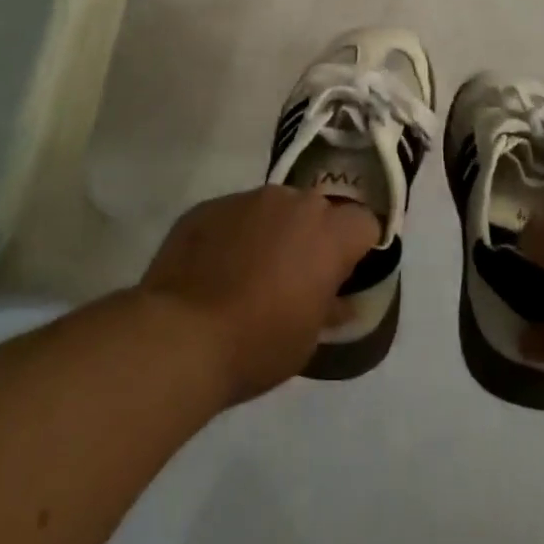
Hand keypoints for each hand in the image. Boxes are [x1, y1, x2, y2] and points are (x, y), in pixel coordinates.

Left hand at [139, 186, 379, 405]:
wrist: (180, 335)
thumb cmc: (257, 344)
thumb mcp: (307, 339)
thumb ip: (330, 307)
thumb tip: (340, 300)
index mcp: (328, 232)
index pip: (363, 222)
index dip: (358, 246)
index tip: (344, 273)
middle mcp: (292, 202)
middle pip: (317, 209)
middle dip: (313, 235)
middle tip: (297, 274)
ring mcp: (247, 199)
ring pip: (273, 207)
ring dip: (272, 230)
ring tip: (249, 270)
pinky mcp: (208, 205)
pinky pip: (234, 214)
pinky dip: (233, 234)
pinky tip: (215, 269)